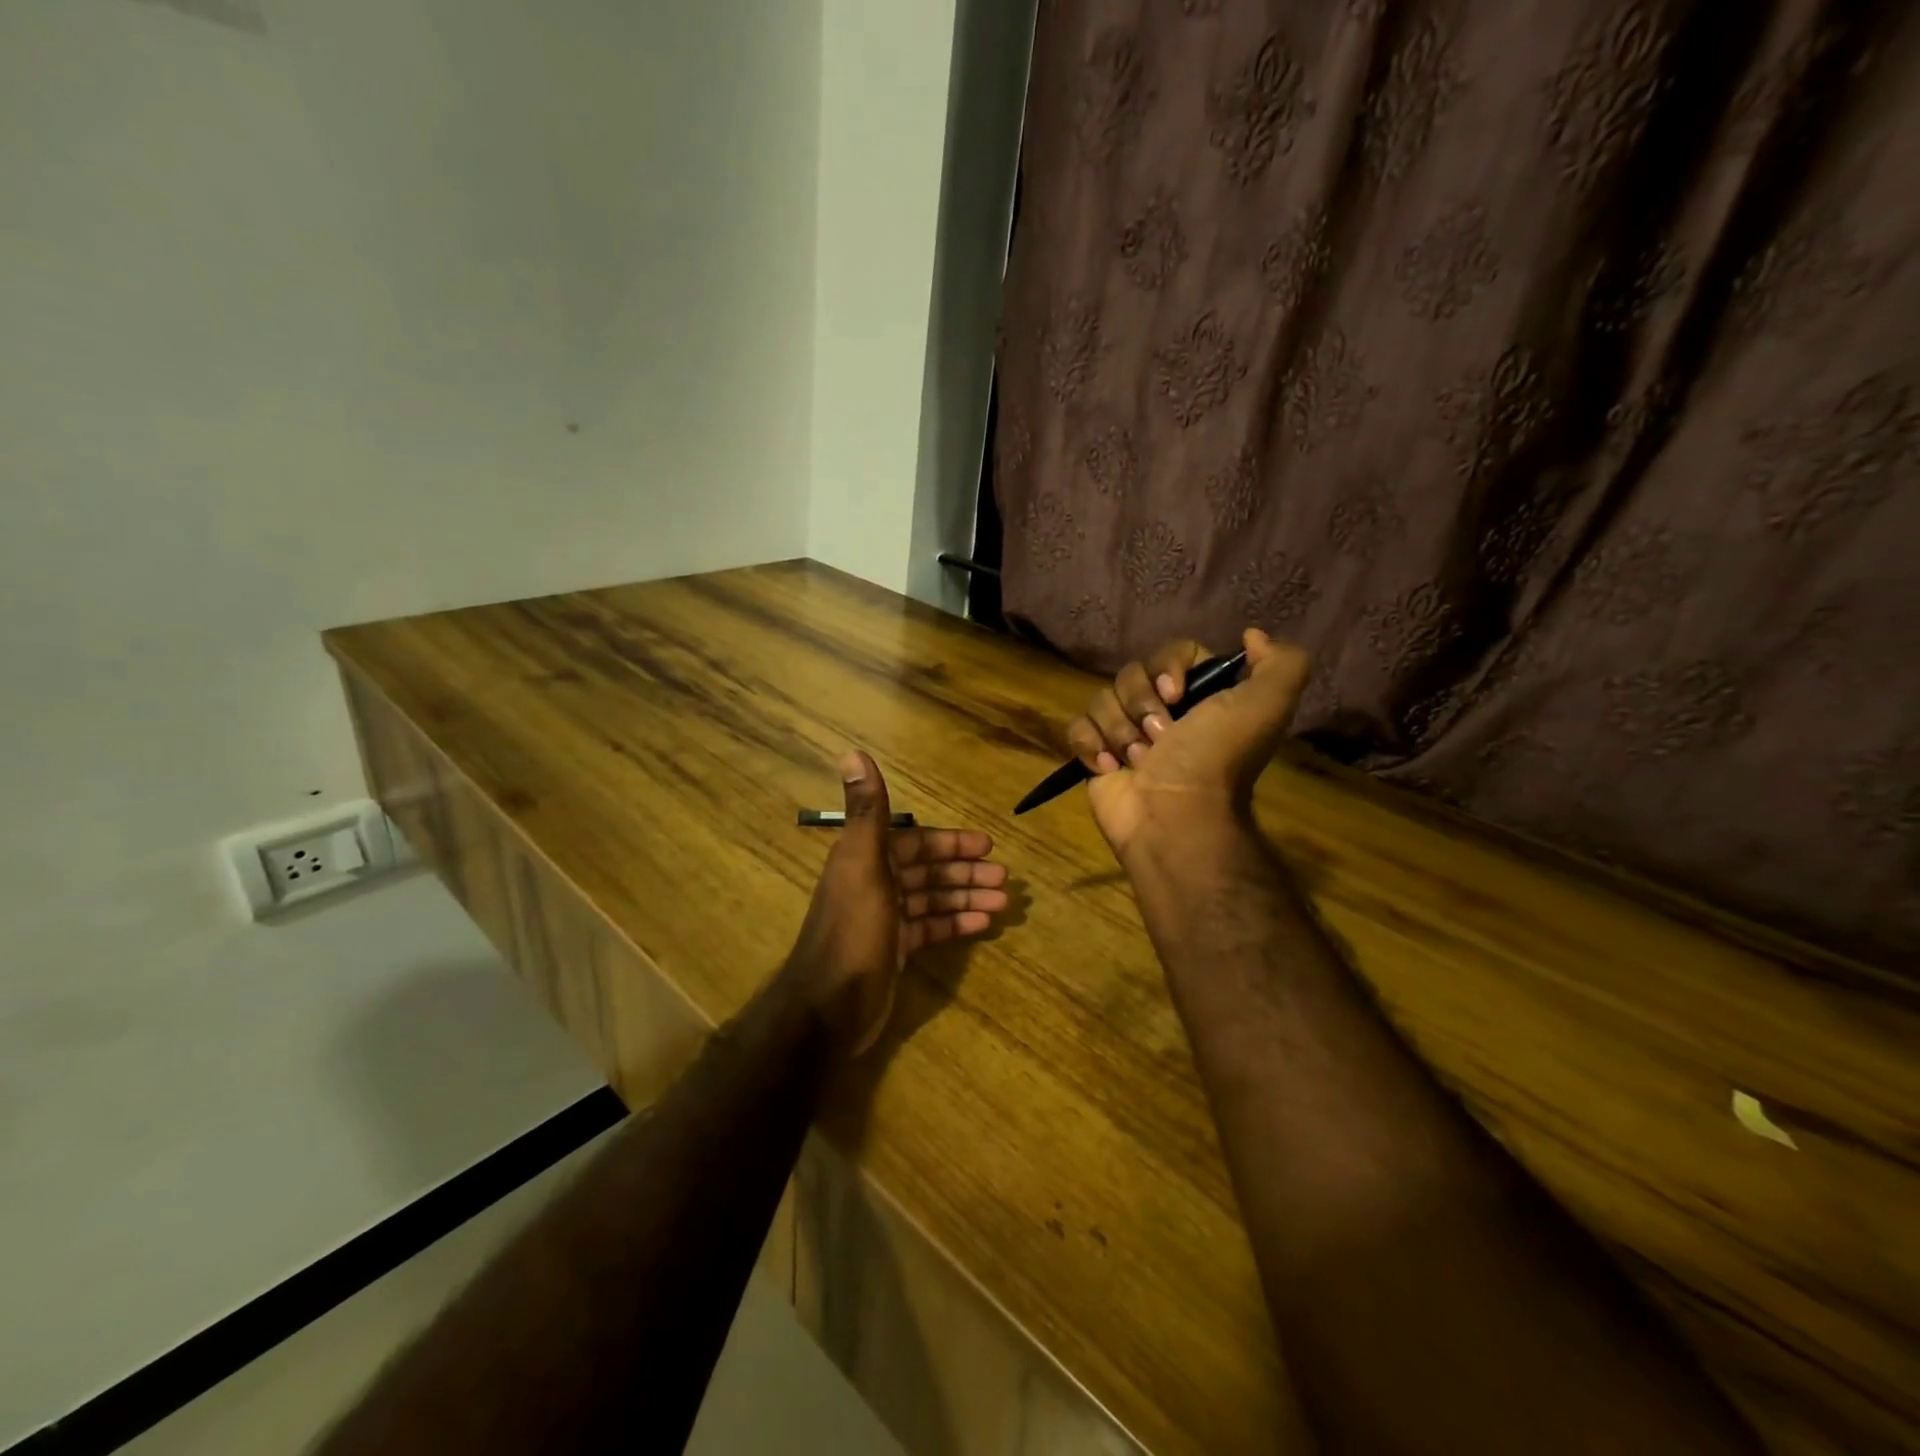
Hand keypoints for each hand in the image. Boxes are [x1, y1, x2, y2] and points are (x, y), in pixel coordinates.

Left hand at [785, 751, 1009, 1053]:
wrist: (828, 1008)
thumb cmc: (853, 931)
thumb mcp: (863, 865)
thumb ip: (866, 811)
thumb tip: (853, 752)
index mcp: (867, 859)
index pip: (915, 841)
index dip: (950, 842)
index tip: (987, 845)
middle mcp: (875, 883)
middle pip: (928, 871)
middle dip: (965, 872)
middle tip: (1004, 879)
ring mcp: (885, 919)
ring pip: (932, 900)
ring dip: (966, 897)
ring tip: (1004, 903)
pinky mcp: (893, 950)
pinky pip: (930, 929)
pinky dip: (955, 924)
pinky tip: (982, 924)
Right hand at [1066, 628, 1308, 861]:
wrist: (1175, 817)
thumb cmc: (1215, 759)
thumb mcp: (1267, 706)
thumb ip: (1281, 663)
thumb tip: (1252, 636)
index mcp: (1201, 697)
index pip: (1172, 653)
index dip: (1168, 667)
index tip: (1176, 695)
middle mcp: (1163, 712)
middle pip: (1131, 674)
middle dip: (1141, 704)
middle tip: (1160, 738)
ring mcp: (1125, 734)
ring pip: (1102, 700)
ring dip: (1119, 730)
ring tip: (1137, 760)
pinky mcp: (1096, 756)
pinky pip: (1077, 728)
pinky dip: (1090, 745)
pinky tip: (1109, 767)